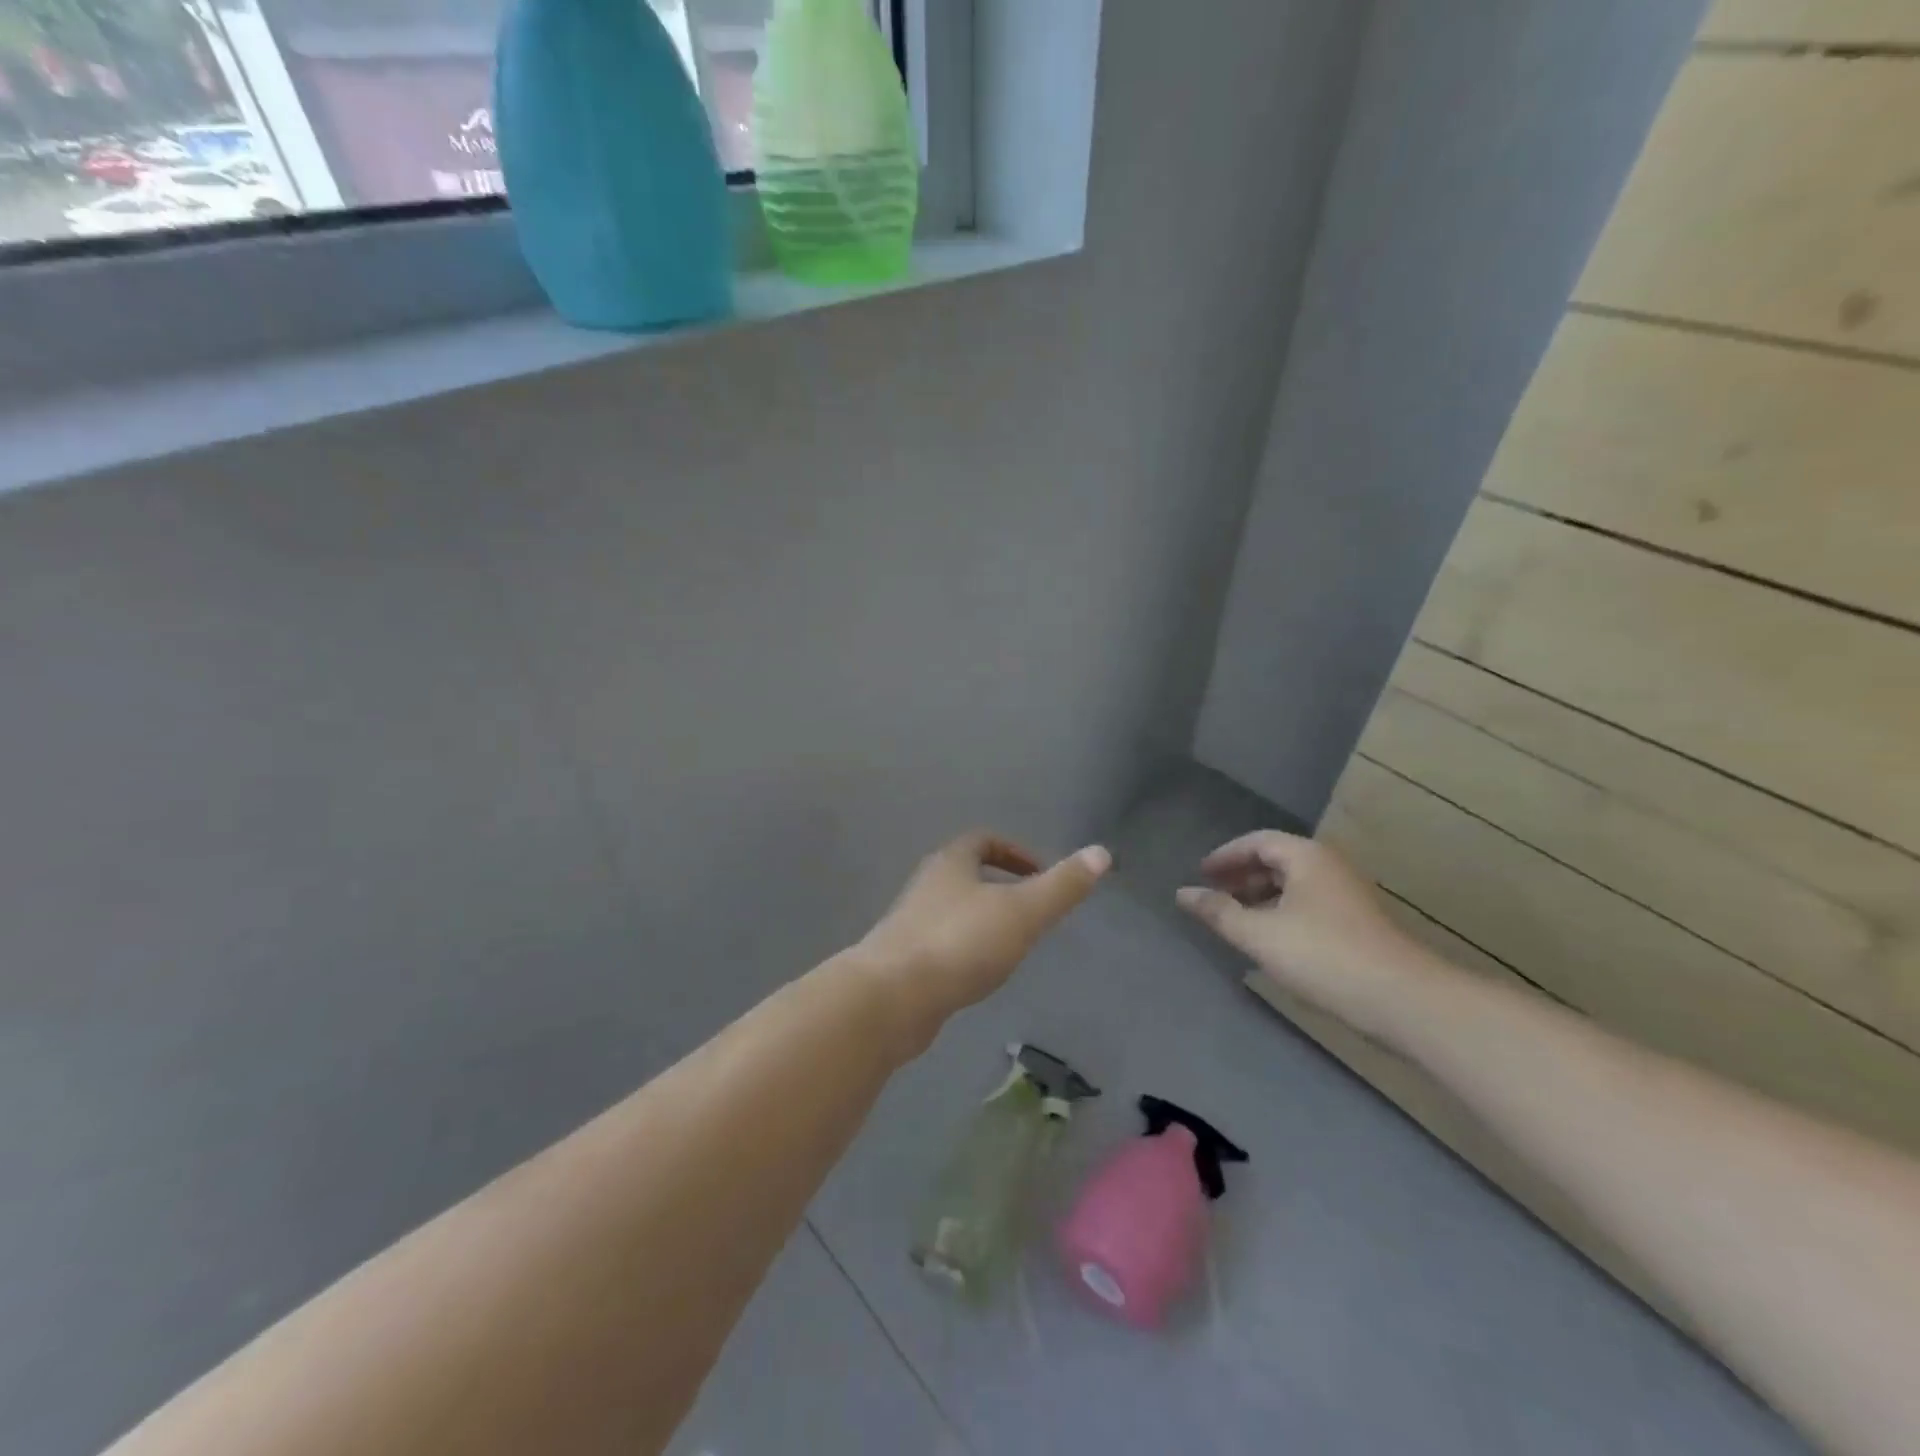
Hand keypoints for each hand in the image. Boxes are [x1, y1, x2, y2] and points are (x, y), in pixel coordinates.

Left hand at [858, 832, 1110, 1055]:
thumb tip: (1102, 853)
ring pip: (953, 910)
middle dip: (1000, 887)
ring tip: (1012, 947)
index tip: (1040, 874)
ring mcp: (910, 923)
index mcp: (951, 863)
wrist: (891, 997)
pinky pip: (940, 944)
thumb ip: (1062, 886)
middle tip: (1032, 912)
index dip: (1014, 851)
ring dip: (982, 920)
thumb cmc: (960, 943)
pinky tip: (978, 976)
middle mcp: (926, 885)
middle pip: (965, 874)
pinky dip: (964, 950)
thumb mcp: (1022, 911)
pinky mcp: (902, 960)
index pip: (983, 841)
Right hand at [1177, 831, 1423, 1035]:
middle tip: (1214, 893)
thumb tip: (1182, 893)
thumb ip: (1218, 911)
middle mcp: (1328, 866)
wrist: (1402, 999)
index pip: (1257, 841)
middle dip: (1242, 874)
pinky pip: (1308, 902)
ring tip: (1236, 916)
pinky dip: (1281, 910)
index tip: (1201, 873)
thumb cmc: (1323, 956)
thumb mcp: (1259, 934)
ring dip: (1261, 894)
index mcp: (1306, 856)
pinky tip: (1270, 936)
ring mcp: (1347, 894)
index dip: (1225, 855)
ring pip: (1294, 882)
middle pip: (1277, 858)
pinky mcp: (1356, 922)